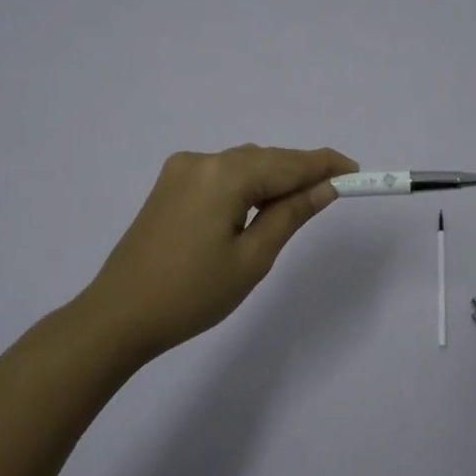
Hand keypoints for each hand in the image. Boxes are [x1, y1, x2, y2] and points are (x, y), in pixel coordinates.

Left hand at [78, 145, 358, 362]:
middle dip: (299, 172)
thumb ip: (291, 214)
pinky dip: (246, 186)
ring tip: (298, 206)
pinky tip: (256, 208)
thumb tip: (325, 187)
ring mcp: (180, 171)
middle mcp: (200, 160)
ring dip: (272, 179)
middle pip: (264, 159)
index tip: (357, 171)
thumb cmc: (192, 294)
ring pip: (242, 165)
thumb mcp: (253, 258)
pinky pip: (220, 175)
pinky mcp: (168, 186)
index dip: (324, 165)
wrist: (119, 316)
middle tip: (333, 193)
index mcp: (223, 175)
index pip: (287, 163)